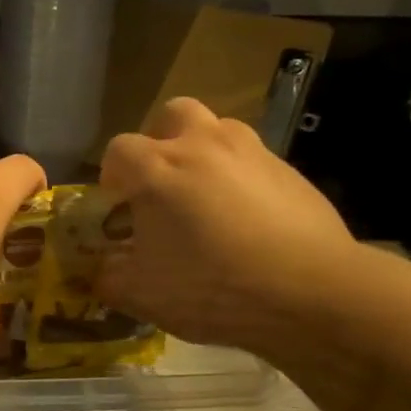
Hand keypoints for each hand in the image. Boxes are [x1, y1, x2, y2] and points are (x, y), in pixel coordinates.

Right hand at [95, 99, 356, 352]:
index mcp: (158, 168)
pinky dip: (239, 178)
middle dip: (160, 141)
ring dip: (202, 153)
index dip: (112, 177)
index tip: (118, 208)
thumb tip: (99, 271)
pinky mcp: (289, 170)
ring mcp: (251, 152)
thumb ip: (109, 277)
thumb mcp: (142, 295)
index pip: (118, 150)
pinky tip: (246, 220)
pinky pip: (251, 160)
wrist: (311, 292)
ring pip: (217, 130)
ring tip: (204, 199)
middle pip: (172, 115)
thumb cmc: (212, 288)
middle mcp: (203, 145)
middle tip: (161, 183)